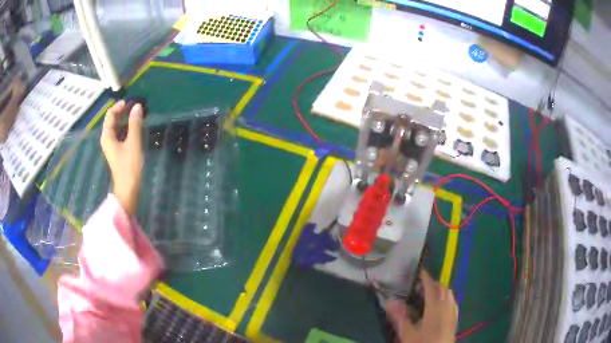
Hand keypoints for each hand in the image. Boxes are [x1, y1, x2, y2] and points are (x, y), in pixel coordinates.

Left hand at [100, 101, 143, 215]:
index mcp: (107, 136)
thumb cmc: (129, 166)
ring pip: (116, 127)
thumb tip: (137, 106)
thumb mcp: (133, 143)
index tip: (130, 102)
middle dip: (122, 112)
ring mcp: (111, 146)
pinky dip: (125, 128)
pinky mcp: (116, 151)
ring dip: (125, 119)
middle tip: (135, 107)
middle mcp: (107, 139)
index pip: (110, 115)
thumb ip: (135, 123)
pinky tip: (134, 128)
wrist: (128, 188)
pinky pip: (119, 134)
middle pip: (112, 120)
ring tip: (136, 115)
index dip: (119, 106)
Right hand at [386, 269, 458, 342]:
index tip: (418, 270)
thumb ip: (399, 317)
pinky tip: (439, 305)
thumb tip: (390, 300)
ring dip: (440, 290)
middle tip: (418, 286)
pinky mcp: (455, 320)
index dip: (425, 277)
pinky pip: (453, 302)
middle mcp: (447, 307)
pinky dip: (446, 298)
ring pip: (449, 294)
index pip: (431, 287)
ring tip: (428, 295)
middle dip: (432, 283)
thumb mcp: (407, 334)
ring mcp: (453, 313)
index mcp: (435, 308)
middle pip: (442, 288)